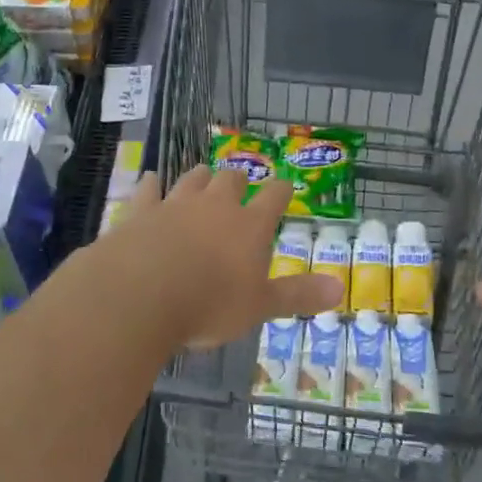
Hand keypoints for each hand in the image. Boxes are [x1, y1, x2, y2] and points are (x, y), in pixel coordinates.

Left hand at [105, 167, 342, 348]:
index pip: (273, 198)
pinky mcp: (141, 212)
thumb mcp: (260, 306)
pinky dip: (151, 184)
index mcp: (249, 226)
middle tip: (240, 181)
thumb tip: (340, 288)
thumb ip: (298, 295)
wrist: (142, 293)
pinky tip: (150, 179)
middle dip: (238, 179)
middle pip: (230, 180)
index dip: (281, 191)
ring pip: (192, 179)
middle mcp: (214, 206)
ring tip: (204, 175)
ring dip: (200, 176)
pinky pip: (148, 190)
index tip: (285, 186)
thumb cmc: (209, 304)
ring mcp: (175, 204)